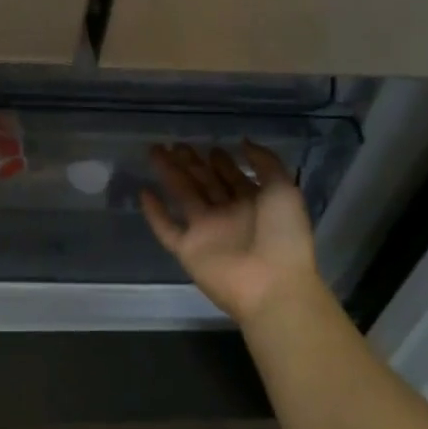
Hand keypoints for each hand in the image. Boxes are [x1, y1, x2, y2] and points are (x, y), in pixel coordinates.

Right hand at [140, 142, 331, 328]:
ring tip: (155, 152)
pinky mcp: (188, 250)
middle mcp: (227, 214)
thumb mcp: (284, 191)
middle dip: (191, 163)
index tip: (209, 146)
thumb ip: (265, 163)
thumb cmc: (283, 236)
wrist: (273, 286)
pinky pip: (167, 229)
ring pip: (183, 196)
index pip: (232, 177)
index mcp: (253, 203)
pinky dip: (154, 213)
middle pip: (204, 182)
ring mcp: (206, 232)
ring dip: (169, 175)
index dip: (221, 161)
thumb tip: (243, 142)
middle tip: (175, 144)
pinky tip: (143, 192)